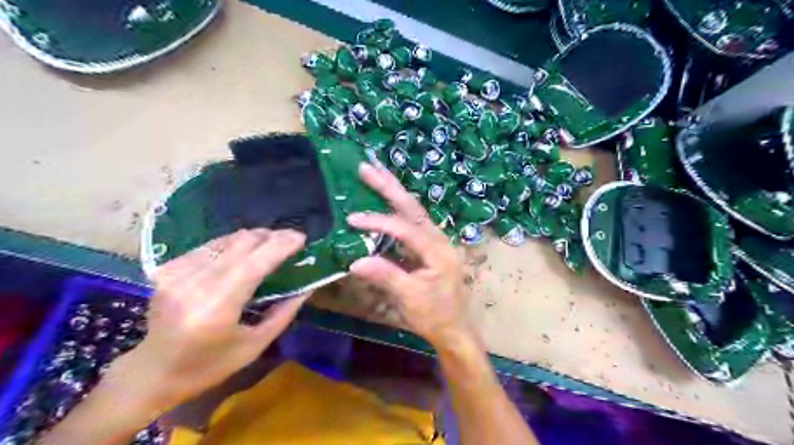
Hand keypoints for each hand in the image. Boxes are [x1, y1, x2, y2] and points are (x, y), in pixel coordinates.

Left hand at [116, 230, 305, 409]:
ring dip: (253, 238)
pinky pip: (210, 245)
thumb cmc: (209, 366)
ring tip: (270, 243)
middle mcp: (193, 285)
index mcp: (216, 309)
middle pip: (241, 244)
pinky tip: (242, 252)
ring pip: (226, 239)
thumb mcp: (255, 346)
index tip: (301, 238)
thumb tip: (308, 286)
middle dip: (271, 236)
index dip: (280, 245)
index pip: (254, 264)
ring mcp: (176, 274)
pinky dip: (232, 245)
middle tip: (290, 239)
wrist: (152, 372)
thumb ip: (284, 313)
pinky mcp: (167, 269)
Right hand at [348, 162, 469, 347]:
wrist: (454, 327)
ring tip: (376, 173)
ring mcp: (435, 240)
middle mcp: (439, 239)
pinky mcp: (429, 245)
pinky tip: (386, 199)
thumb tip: (354, 262)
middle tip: (367, 167)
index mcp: (438, 251)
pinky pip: (412, 220)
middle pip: (412, 207)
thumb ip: (385, 276)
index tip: (352, 220)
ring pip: (413, 210)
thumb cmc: (435, 315)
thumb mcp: (410, 298)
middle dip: (389, 186)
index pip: (405, 228)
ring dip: (394, 191)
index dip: (378, 222)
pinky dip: (397, 207)